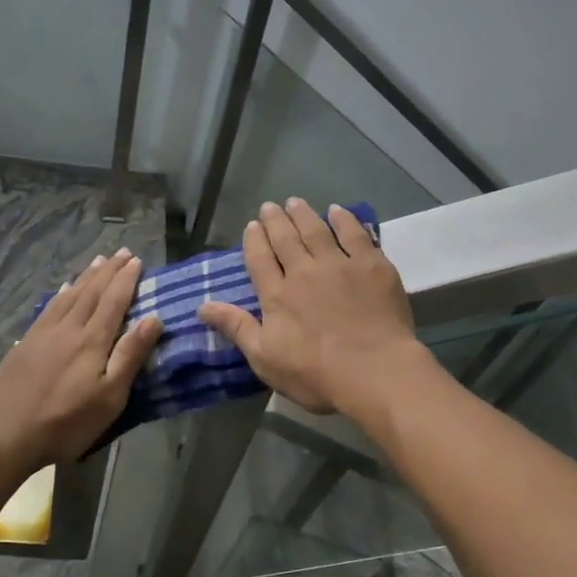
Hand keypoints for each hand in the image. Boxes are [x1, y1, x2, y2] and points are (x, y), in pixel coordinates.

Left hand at [0, 248, 162, 468]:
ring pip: (68, 296)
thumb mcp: (109, 397)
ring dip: (85, 277)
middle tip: (122, 252)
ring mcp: (42, 335)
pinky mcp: (24, 345)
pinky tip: (63, 290)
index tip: (137, 260)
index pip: (113, 302)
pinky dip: (60, 294)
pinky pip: (47, 308)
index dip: (126, 280)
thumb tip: (153, 319)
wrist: (7, 435)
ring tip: (98, 262)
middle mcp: (67, 329)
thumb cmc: (67, 422)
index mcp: (91, 341)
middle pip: (90, 293)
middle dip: (108, 271)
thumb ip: (130, 356)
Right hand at [198, 198, 418, 414]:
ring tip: (295, 202)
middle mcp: (304, 271)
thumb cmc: (315, 374)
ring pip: (316, 230)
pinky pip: (354, 234)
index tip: (252, 226)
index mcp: (276, 295)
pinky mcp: (372, 265)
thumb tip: (202, 306)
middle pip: (286, 239)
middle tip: (270, 207)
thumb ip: (236, 328)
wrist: (374, 370)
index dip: (254, 240)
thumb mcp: (265, 359)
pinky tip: (337, 211)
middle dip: (275, 221)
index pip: (260, 259)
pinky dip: (343, 220)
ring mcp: (339, 264)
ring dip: (303, 214)